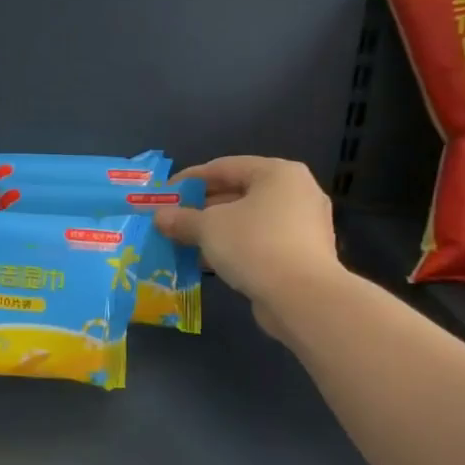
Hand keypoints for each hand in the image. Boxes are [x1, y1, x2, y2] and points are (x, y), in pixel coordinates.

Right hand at [154, 157, 346, 334]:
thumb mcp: (209, 228)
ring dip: (217, 231)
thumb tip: (159, 217)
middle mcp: (296, 192)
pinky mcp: (304, 254)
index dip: (190, 179)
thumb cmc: (254, 245)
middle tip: (174, 220)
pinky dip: (236, 247)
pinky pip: (262, 242)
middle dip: (203, 208)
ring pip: (250, 220)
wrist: (302, 297)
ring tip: (186, 242)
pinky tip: (210, 261)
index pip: (224, 167)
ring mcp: (305, 225)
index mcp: (277, 173)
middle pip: (239, 193)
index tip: (165, 193)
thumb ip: (183, 219)